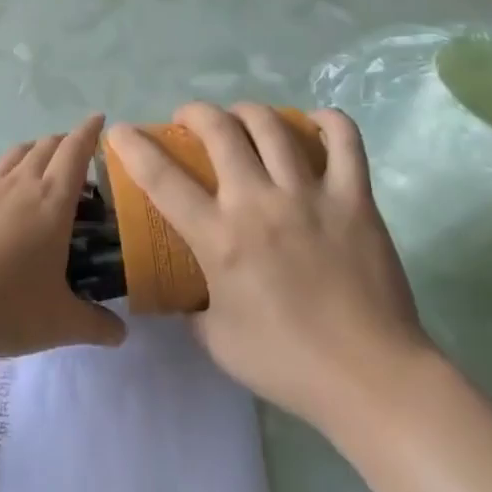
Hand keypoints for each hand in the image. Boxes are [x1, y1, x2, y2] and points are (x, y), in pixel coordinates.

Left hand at [0, 116, 126, 360]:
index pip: (75, 153)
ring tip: (38, 160)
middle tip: (74, 151)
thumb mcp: (59, 323)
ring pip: (12, 155)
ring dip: (30, 151)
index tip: (99, 119)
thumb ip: (94, 325)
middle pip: (45, 148)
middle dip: (63, 142)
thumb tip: (121, 335)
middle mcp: (19, 185)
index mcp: (52, 203)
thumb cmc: (5, 307)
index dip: (89, 132)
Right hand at [105, 104, 432, 432]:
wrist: (370, 379)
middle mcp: (258, 203)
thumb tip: (185, 290)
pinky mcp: (354, 199)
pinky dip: (327, 122)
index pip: (161, 178)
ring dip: (247, 111)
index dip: (133, 146)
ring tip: (242, 119)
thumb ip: (193, 307)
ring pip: (272, 125)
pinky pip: (344, 141)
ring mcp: (309, 196)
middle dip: (195, 113)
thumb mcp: (216, 340)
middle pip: (219, 130)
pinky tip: (314, 123)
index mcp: (219, 238)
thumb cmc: (287, 364)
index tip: (120, 130)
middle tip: (191, 122)